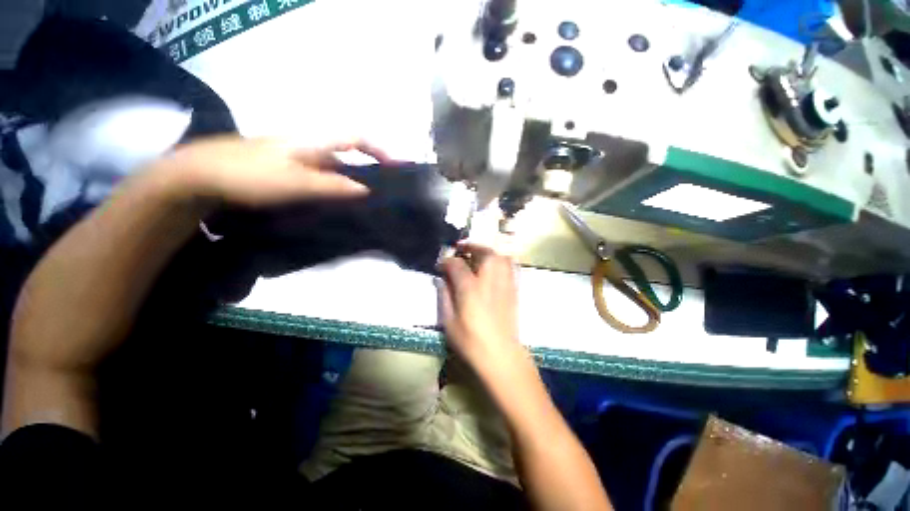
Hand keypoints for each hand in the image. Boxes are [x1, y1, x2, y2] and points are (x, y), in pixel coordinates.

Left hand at [155, 136, 389, 206]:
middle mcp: (306, 146)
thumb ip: (332, 185)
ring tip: (362, 202)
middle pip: (346, 154)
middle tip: (381, 191)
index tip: (394, 167)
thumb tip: (365, 189)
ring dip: (350, 181)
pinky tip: (333, 203)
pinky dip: (332, 187)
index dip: (377, 149)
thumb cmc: (249, 176)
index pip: (354, 138)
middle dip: (367, 169)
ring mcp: (294, 158)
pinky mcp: (285, 170)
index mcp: (311, 142)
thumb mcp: (296, 183)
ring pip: (332, 167)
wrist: (199, 177)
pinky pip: (318, 177)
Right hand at [438, 243, 521, 368]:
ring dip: (487, 251)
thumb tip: (441, 279)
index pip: (457, 264)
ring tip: (477, 254)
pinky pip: (510, 266)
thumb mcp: (449, 322)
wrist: (501, 355)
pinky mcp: (513, 289)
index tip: (440, 265)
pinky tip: (493, 265)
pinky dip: (500, 260)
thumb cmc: (471, 342)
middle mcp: (489, 280)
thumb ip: (444, 296)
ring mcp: (504, 284)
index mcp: (470, 288)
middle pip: (483, 252)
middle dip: (471, 246)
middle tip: (461, 248)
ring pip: (499, 256)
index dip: (446, 261)